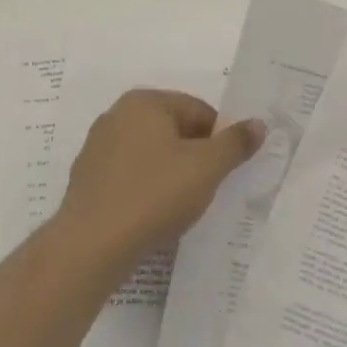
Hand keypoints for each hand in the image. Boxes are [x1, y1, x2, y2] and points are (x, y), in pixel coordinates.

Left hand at [57, 89, 265, 272]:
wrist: (93, 243)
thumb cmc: (155, 194)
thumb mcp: (207, 167)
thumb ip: (235, 143)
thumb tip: (258, 124)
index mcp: (144, 102)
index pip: (198, 110)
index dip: (219, 139)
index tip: (226, 170)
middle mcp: (116, 115)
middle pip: (173, 129)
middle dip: (195, 155)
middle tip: (207, 188)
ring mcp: (97, 147)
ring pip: (151, 154)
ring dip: (171, 173)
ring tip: (181, 205)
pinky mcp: (88, 178)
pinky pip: (130, 176)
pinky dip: (146, 188)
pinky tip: (153, 214)